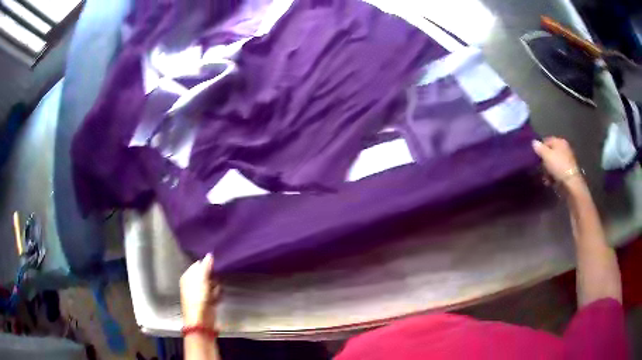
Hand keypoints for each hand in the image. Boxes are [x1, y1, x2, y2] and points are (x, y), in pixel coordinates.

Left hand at [180, 254, 219, 327]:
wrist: (201, 320)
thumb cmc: (198, 297)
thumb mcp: (201, 279)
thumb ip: (206, 267)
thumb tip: (210, 254)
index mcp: (187, 277)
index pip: (197, 265)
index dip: (206, 263)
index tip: (216, 262)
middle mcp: (192, 284)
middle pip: (204, 275)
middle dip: (212, 274)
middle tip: (219, 273)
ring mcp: (200, 294)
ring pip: (210, 284)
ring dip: (215, 284)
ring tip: (218, 285)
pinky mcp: (207, 302)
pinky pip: (214, 293)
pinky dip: (217, 293)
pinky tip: (219, 294)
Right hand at [532, 137, 584, 188]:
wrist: (570, 183)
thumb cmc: (558, 165)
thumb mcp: (546, 155)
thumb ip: (539, 148)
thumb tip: (534, 142)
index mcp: (560, 141)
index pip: (547, 140)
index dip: (540, 148)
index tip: (535, 156)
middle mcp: (564, 149)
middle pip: (550, 153)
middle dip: (544, 161)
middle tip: (540, 168)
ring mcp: (566, 160)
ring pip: (553, 163)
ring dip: (548, 170)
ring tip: (545, 177)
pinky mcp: (567, 172)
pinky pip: (557, 171)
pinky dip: (553, 176)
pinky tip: (549, 182)